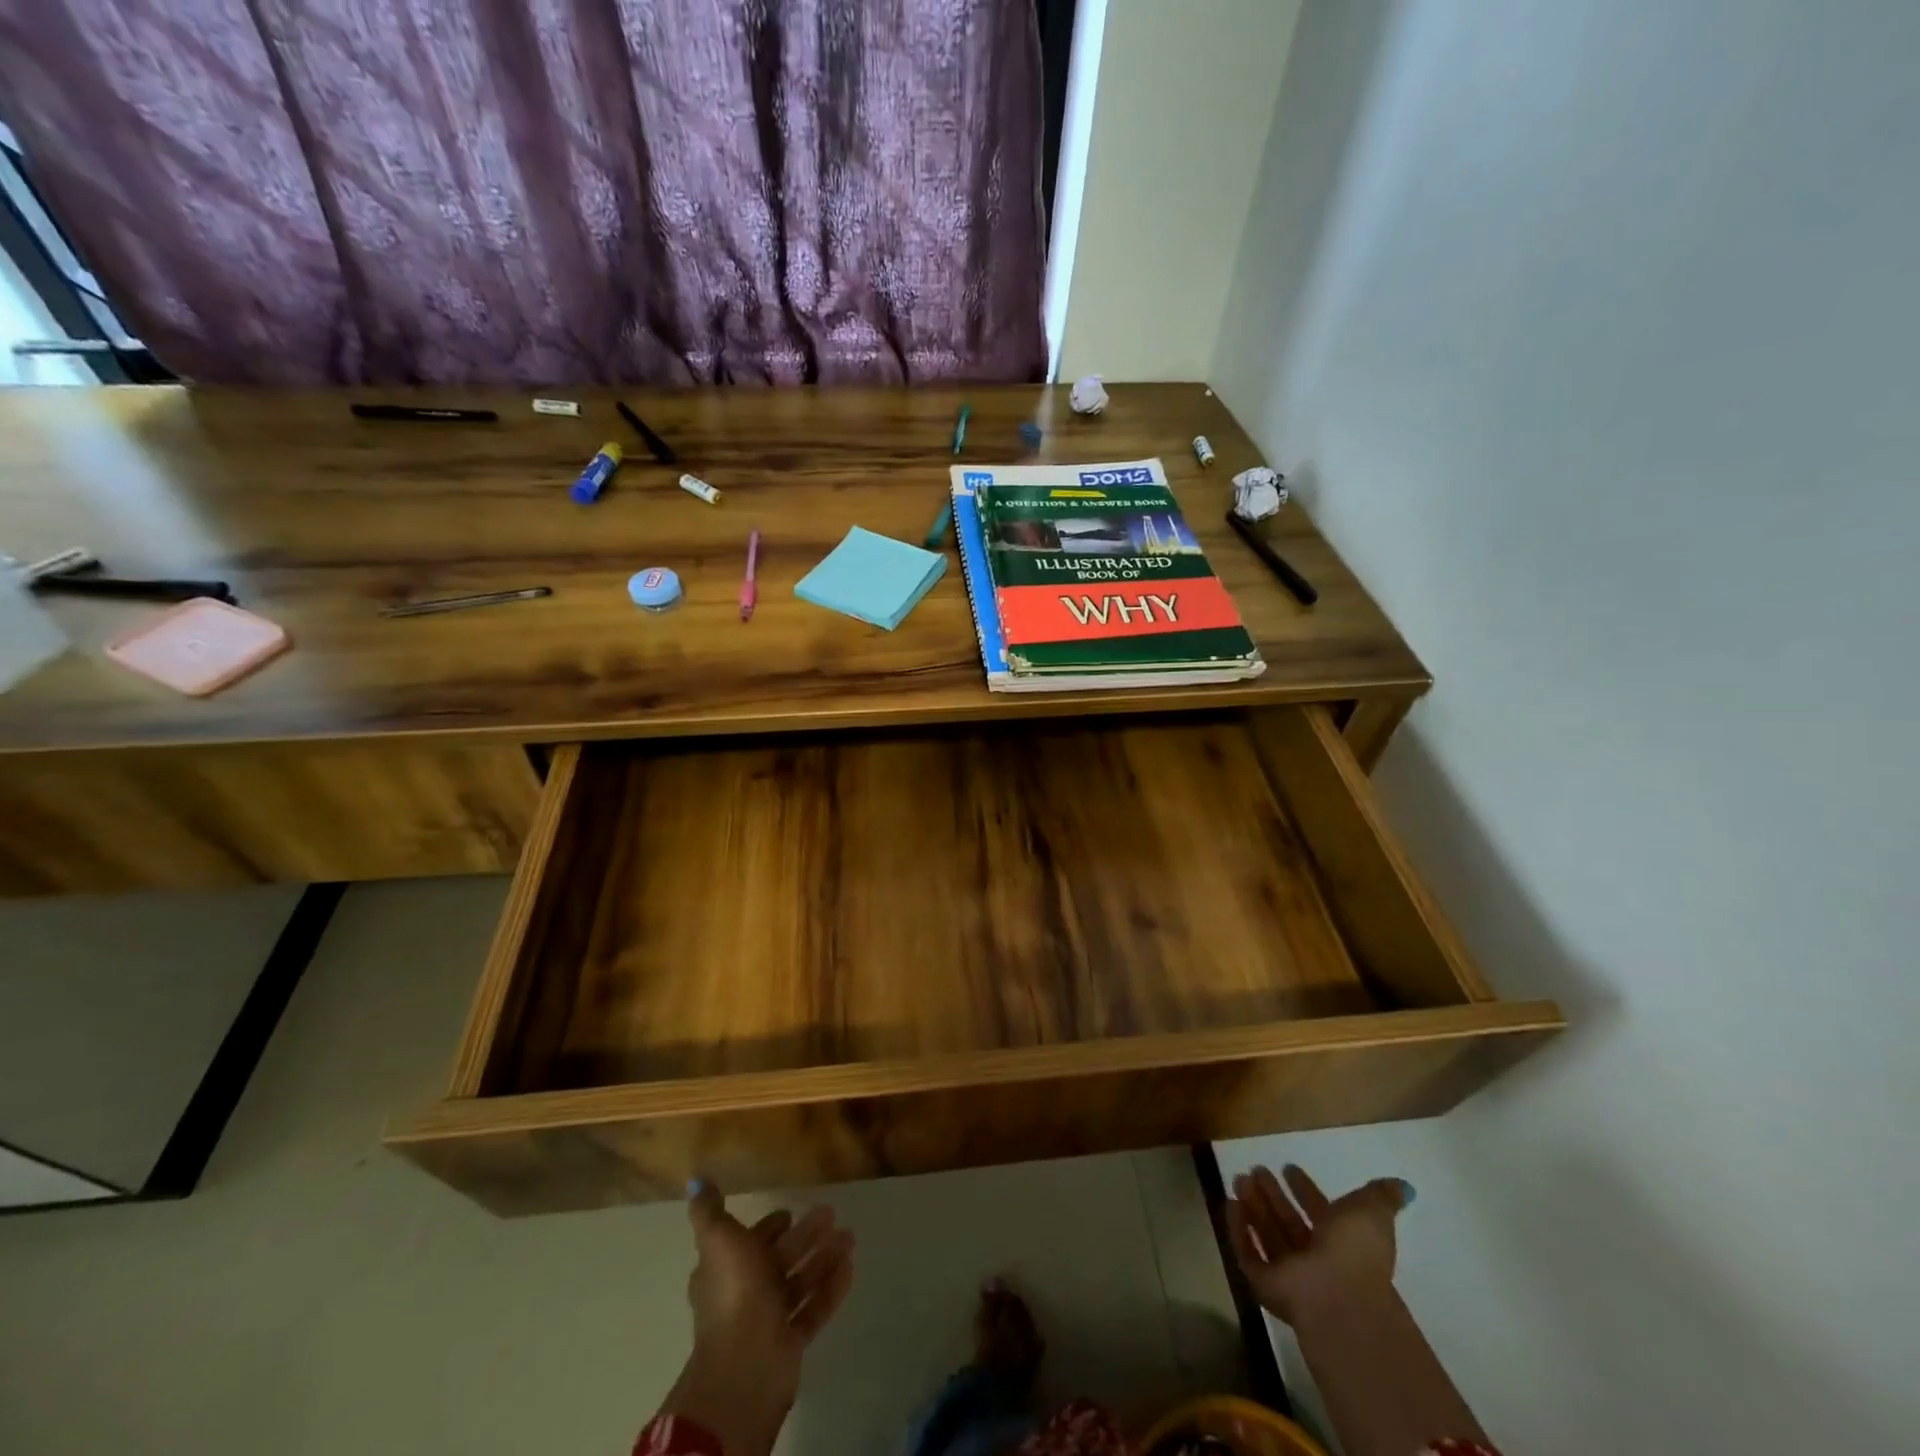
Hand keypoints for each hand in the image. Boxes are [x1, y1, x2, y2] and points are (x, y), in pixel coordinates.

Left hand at [661, 1181, 854, 1455]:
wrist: (745, 1365)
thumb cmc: (734, 1292)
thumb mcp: (719, 1240)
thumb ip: (710, 1211)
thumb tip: (697, 1179)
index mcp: (725, 1271)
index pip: (748, 1243)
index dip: (767, 1228)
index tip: (789, 1212)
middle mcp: (745, 1294)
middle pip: (778, 1260)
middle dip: (804, 1236)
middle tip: (831, 1213)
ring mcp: (768, 1320)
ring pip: (799, 1282)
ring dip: (823, 1258)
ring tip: (850, 1236)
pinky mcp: (790, 1341)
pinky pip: (815, 1308)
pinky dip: (831, 1287)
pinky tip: (850, 1266)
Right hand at [1226, 1163, 1410, 1328]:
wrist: (1338, 1298)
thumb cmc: (1355, 1252)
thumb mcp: (1372, 1214)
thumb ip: (1382, 1197)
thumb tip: (1404, 1186)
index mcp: (1342, 1242)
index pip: (1320, 1211)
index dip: (1305, 1189)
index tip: (1288, 1166)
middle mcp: (1316, 1258)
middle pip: (1289, 1221)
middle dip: (1272, 1195)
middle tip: (1255, 1168)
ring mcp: (1290, 1273)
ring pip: (1268, 1233)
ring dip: (1253, 1206)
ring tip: (1238, 1177)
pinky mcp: (1265, 1284)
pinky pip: (1247, 1252)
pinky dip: (1238, 1229)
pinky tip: (1229, 1203)